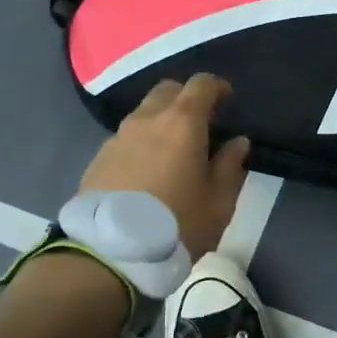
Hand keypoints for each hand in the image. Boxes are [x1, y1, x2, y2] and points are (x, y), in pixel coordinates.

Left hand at [80, 75, 249, 255]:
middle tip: (200, 123)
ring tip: (173, 151)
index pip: (201, 84)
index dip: (217, 87)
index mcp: (182, 123)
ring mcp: (118, 137)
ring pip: (144, 113)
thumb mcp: (218, 202)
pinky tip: (147, 172)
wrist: (110, 253)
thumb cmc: (177, 224)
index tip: (227, 99)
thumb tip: (238, 143)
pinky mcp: (98, 158)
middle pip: (168, 91)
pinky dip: (142, 143)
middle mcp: (147, 119)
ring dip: (161, 122)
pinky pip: (126, 138)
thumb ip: (230, 166)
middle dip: (186, 98)